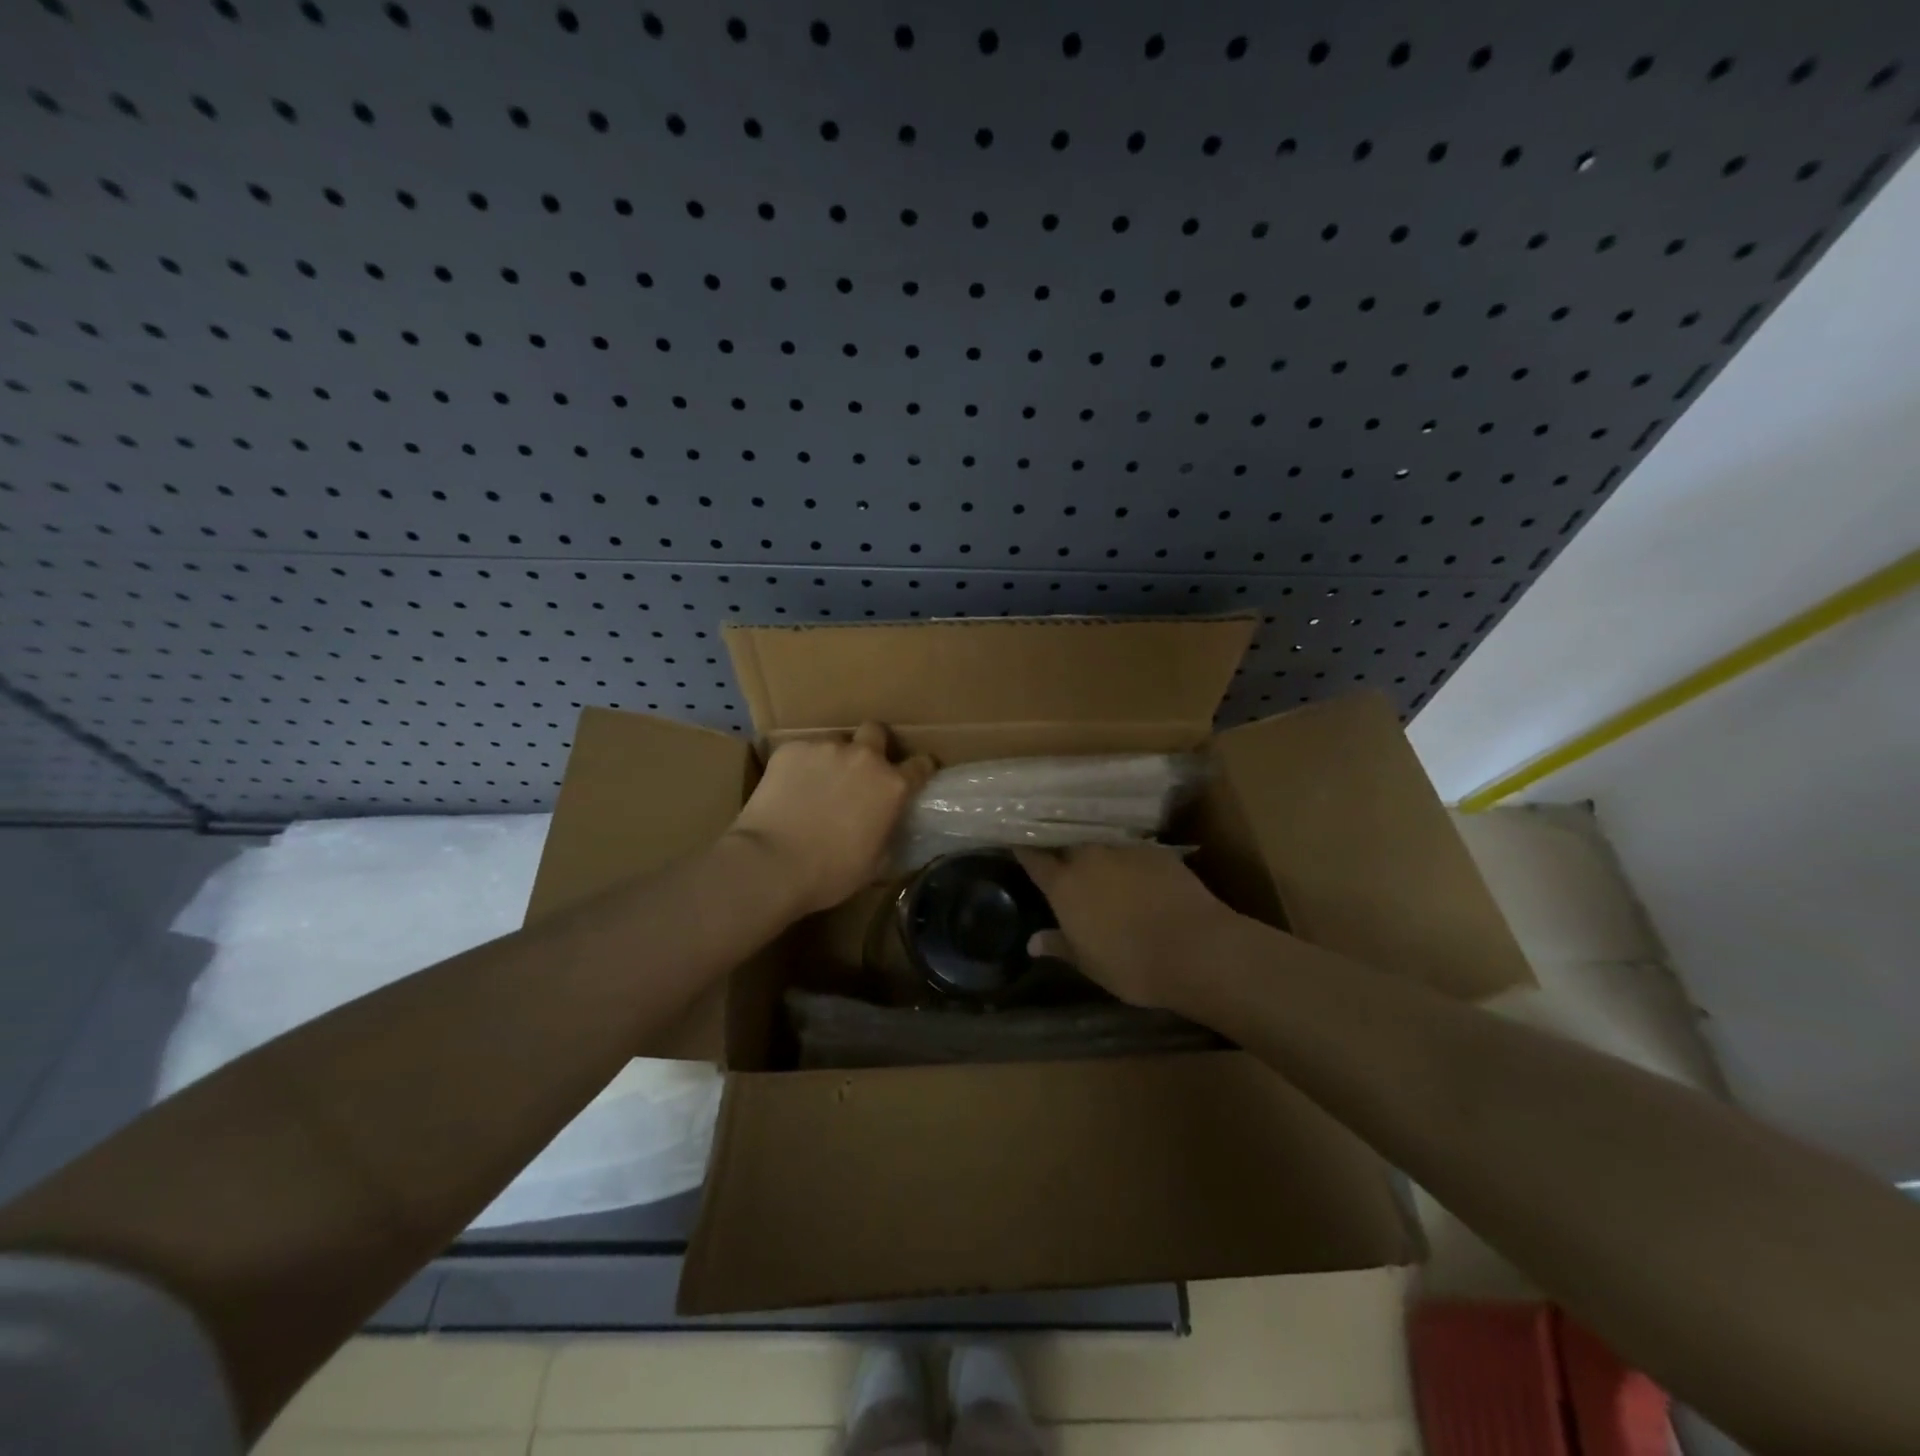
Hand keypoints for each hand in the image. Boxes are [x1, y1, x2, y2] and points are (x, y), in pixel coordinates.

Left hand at [729, 722, 933, 915]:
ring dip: (833, 760)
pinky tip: (789, 790)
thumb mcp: (875, 862)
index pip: (921, 764)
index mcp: (892, 786)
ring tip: (816, 786)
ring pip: (835, 743)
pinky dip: (801, 767)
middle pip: (876, 732)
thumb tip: (888, 826)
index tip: (913, 777)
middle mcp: (864, 758)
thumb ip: (888, 834)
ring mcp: (825, 748)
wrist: (771, 864)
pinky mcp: (791, 749)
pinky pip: (802, 752)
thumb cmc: (830, 873)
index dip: (919, 770)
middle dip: (873, 746)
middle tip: (860, 771)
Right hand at [1015, 844, 1236, 1009]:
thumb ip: (1060, 945)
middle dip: (1059, 845)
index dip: (1023, 848)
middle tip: (1056, 852)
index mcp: (1064, 884)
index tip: (1014, 840)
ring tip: (1096, 859)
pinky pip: (1132, 847)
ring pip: (1100, 841)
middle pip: (1066, 841)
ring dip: (1094, 850)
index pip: (1034, 857)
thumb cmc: (1132, 964)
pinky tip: (1134, 870)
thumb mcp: (1089, 964)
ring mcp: (1124, 849)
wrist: (1196, 948)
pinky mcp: (1157, 850)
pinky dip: (1127, 857)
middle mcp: (1090, 857)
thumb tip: (1033, 942)